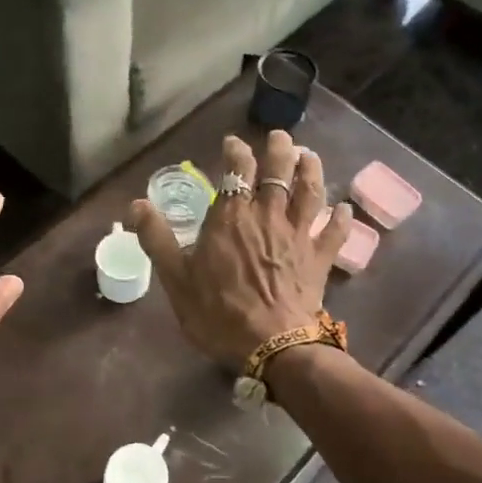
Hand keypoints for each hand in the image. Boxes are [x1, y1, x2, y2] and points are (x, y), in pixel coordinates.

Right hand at [129, 131, 350, 370]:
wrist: (271, 345)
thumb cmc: (219, 313)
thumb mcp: (176, 279)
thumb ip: (157, 238)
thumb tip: (136, 204)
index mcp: (231, 217)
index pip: (237, 170)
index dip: (236, 152)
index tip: (233, 143)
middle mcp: (268, 215)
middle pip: (278, 171)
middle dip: (280, 150)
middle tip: (280, 137)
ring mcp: (298, 235)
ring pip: (309, 192)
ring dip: (311, 171)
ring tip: (310, 157)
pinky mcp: (319, 258)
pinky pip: (334, 232)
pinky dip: (341, 218)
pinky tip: (345, 208)